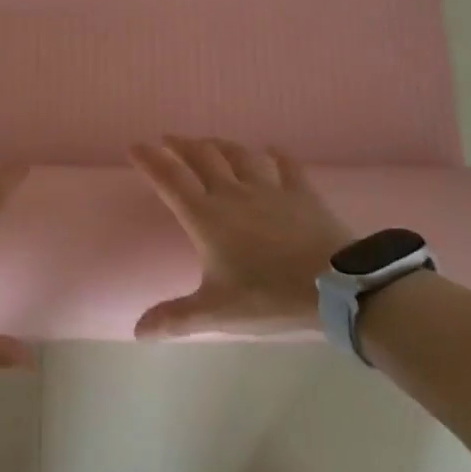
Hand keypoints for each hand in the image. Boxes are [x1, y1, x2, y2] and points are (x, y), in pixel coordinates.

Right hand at [130, 136, 355, 337]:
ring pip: (239, 155)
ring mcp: (269, 189)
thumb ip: (176, 319)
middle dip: (182, 145)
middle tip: (170, 139)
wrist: (334, 286)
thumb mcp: (217, 312)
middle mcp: (233, 194)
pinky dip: (276, 155)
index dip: (151, 161)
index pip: (171, 180)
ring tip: (209, 142)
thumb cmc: (268, 296)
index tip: (136, 146)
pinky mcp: (301, 193)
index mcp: (207, 218)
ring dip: (220, 145)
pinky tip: (272, 150)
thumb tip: (138, 332)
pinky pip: (286, 166)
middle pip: (202, 158)